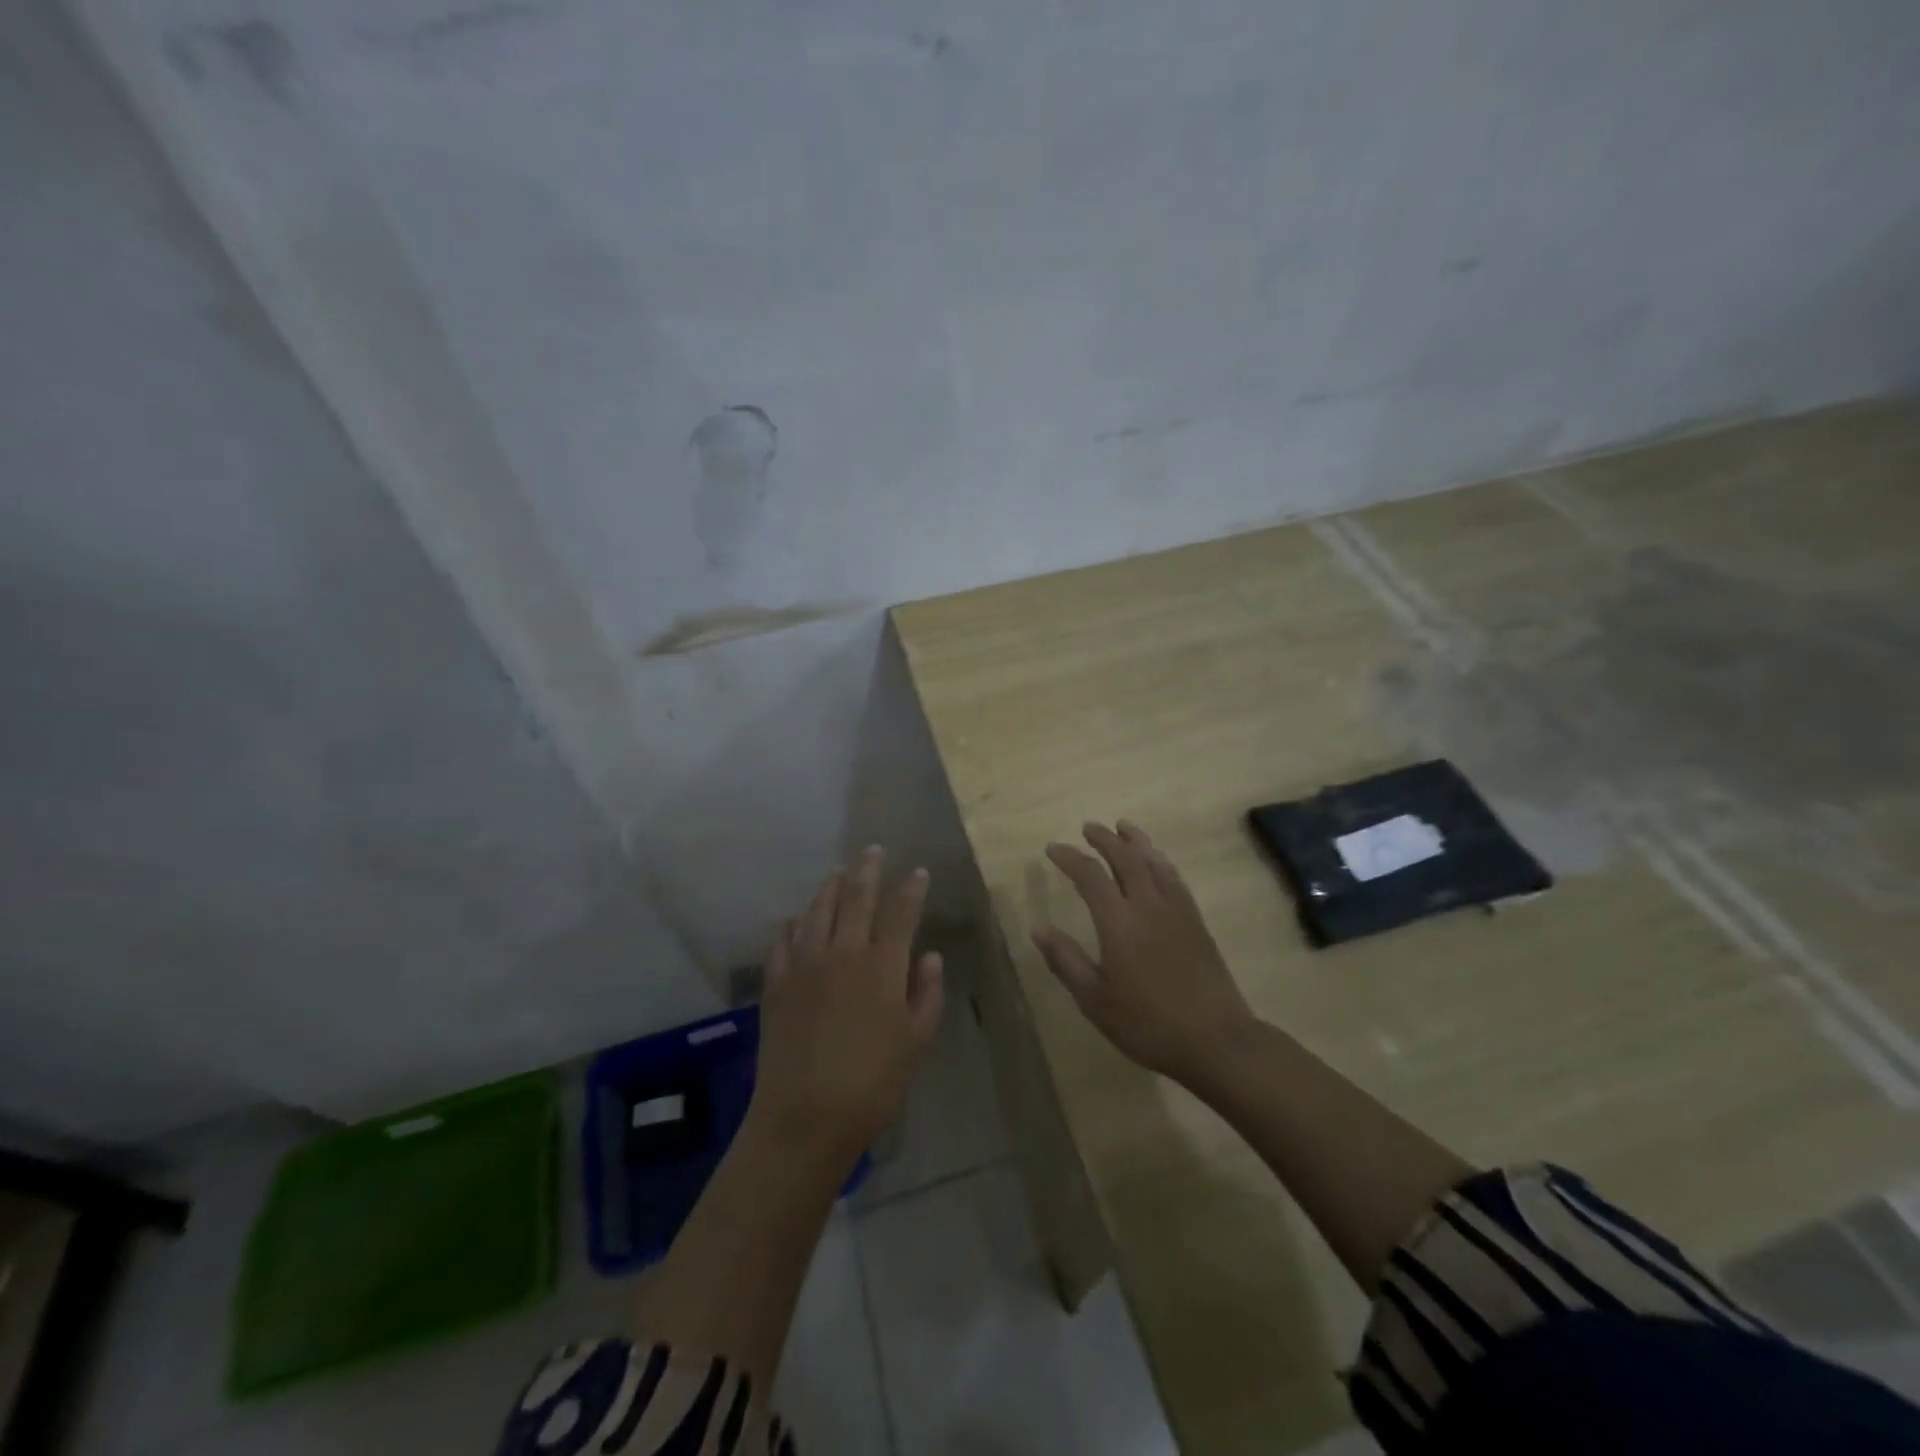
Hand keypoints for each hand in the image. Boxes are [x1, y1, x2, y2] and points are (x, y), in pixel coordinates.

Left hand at [751, 848, 944, 1166]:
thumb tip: (931, 955)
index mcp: (883, 966)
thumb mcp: (917, 1042)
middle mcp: (844, 952)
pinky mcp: (776, 982)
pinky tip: (795, 918)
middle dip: (868, 871)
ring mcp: (805, 964)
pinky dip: (792, 923)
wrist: (806, 1115)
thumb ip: (927, 994)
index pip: (901, 913)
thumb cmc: (873, 1083)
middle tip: (873, 851)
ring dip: (830, 887)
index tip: (918, 871)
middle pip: (857, 898)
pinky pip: (783, 940)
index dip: (911, 889)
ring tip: (837, 871)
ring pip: (818, 910)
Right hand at [1033, 821, 1255, 1084]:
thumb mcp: (1095, 1000)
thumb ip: (1066, 960)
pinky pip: (1174, 878)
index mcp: (1119, 922)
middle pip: (1126, 858)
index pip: (1090, 876)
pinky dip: (1160, 861)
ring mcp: (1177, 911)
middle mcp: (1148, 905)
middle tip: (1088, 827)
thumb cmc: (1147, 1023)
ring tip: (1123, 828)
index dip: (1069, 858)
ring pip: (1154, 862)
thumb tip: (1038, 928)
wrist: (1216, 1040)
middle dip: (1104, 839)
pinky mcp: (1196, 921)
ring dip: (1136, 841)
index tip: (1052, 849)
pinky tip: (1157, 863)